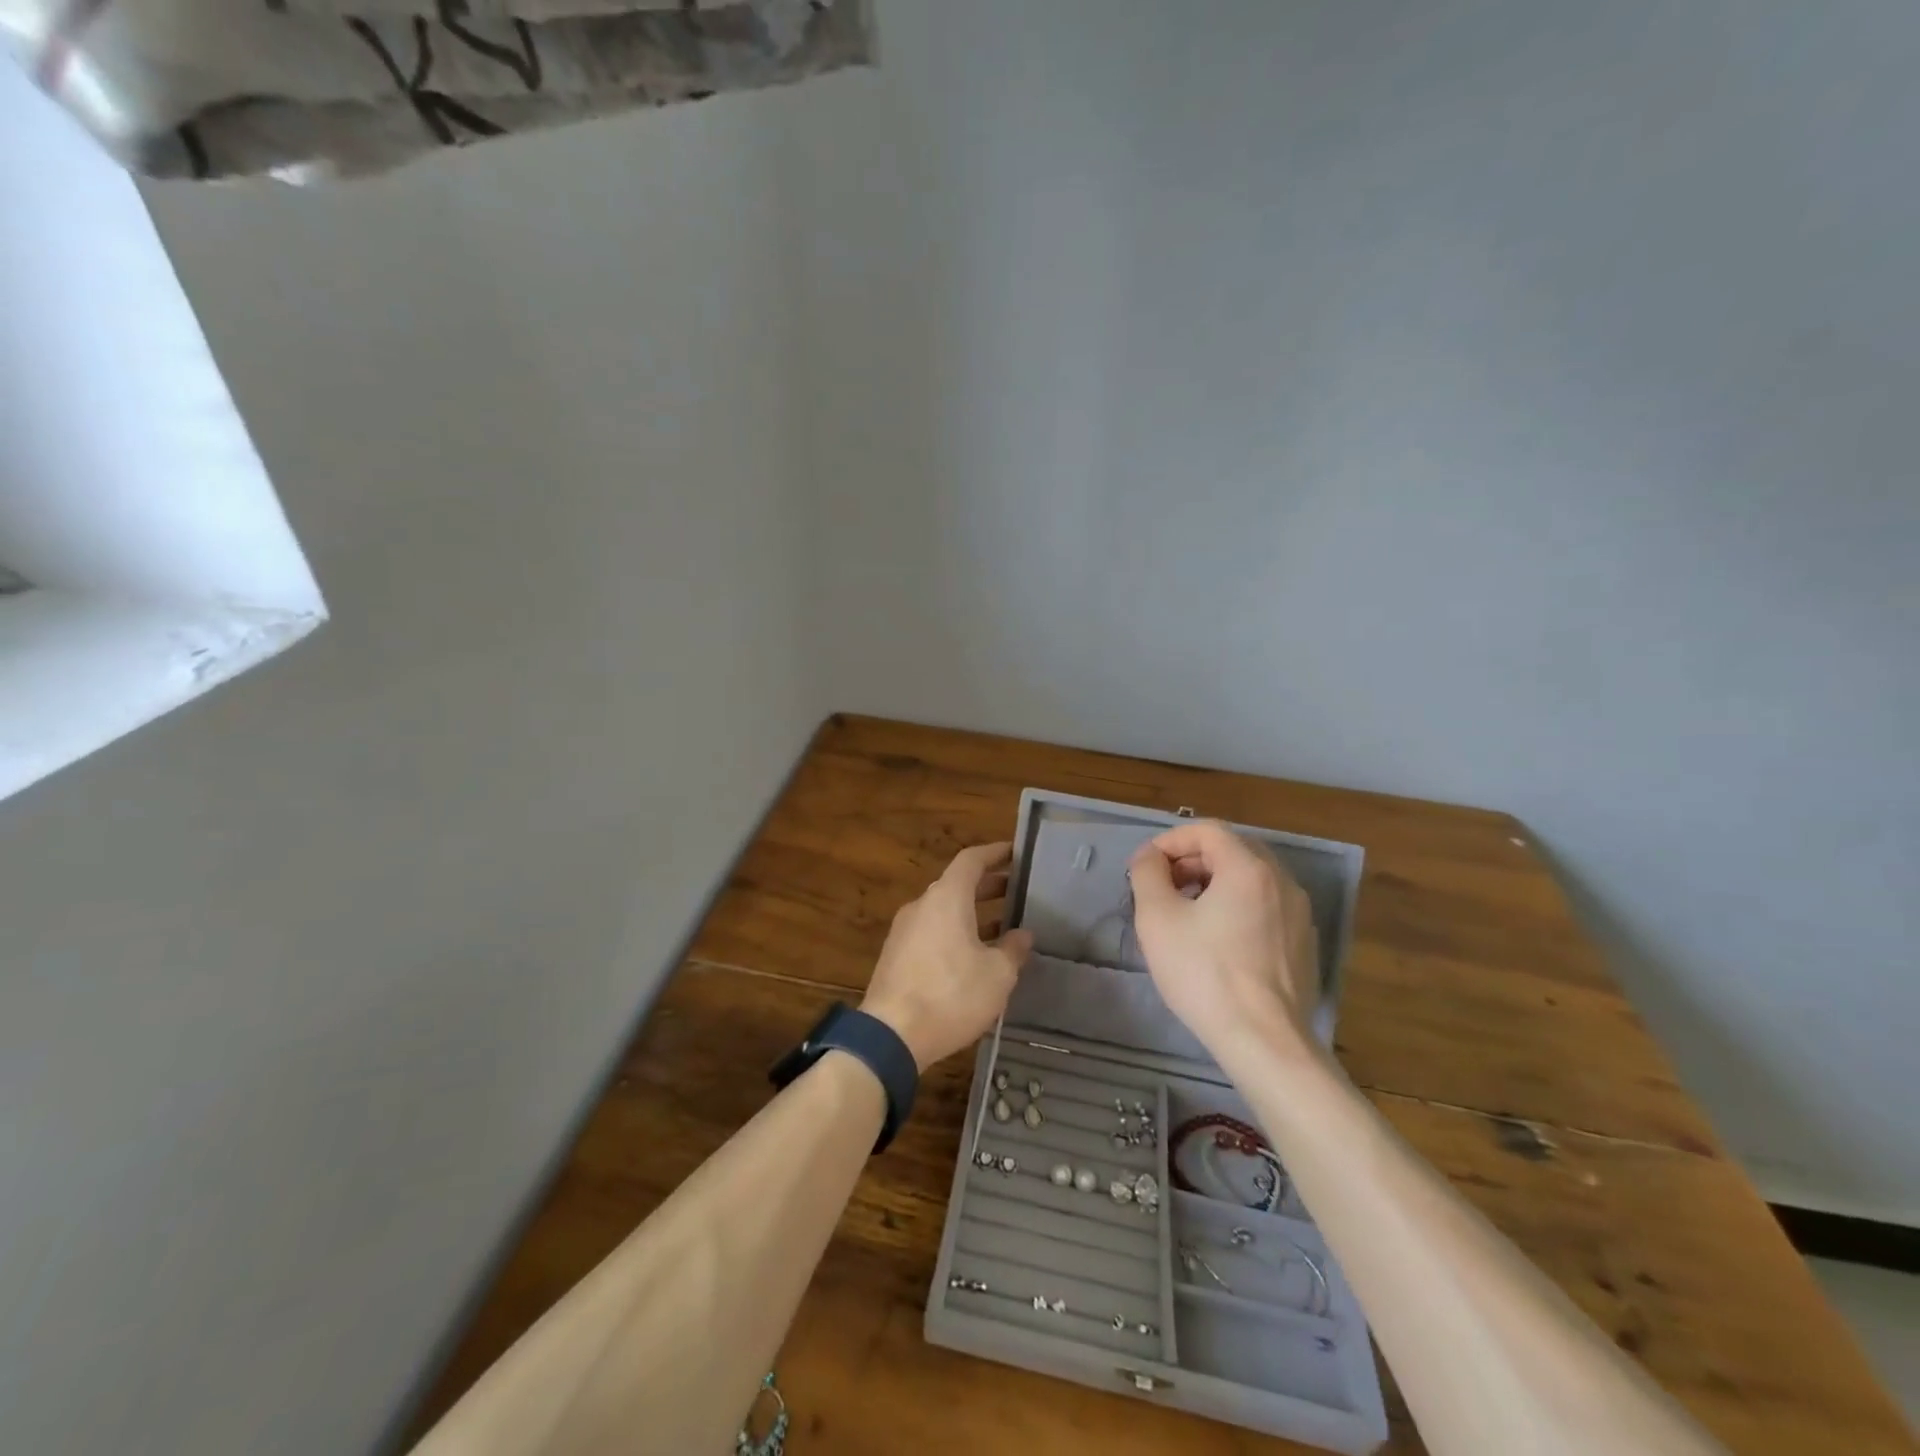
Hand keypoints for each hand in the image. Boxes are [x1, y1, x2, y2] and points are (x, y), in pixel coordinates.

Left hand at [861, 843, 1033, 1070]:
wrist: (891, 1035)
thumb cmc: (951, 995)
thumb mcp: (997, 975)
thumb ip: (1013, 950)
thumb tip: (1021, 935)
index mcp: (946, 898)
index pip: (971, 860)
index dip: (995, 853)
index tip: (1015, 852)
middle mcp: (922, 905)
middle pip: (957, 884)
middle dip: (988, 886)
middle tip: (1017, 892)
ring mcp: (904, 931)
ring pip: (944, 910)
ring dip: (973, 913)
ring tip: (1003, 928)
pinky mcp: (896, 956)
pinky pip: (932, 932)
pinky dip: (955, 933)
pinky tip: (974, 958)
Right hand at [1127, 821, 1319, 1062]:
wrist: (1264, 1041)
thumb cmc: (1204, 973)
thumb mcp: (1158, 918)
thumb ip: (1148, 874)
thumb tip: (1149, 857)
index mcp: (1248, 868)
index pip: (1207, 830)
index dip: (1170, 840)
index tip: (1146, 866)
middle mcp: (1281, 881)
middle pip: (1232, 850)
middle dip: (1192, 860)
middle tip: (1163, 886)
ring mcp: (1299, 914)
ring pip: (1251, 879)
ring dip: (1214, 883)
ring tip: (1186, 913)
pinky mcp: (1303, 945)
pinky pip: (1266, 907)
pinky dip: (1237, 907)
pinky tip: (1218, 941)